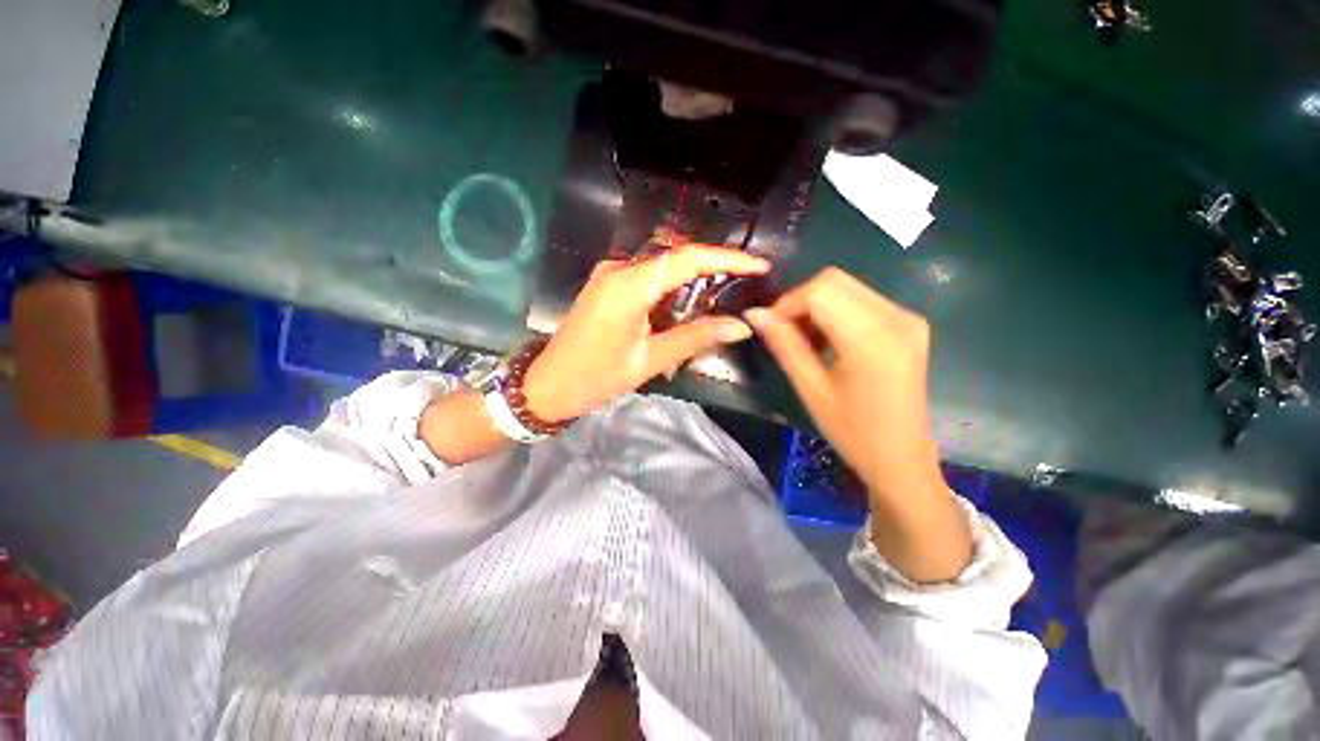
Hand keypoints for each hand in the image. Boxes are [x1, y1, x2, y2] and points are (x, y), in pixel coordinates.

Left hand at [523, 245, 769, 421]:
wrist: (547, 385)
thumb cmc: (596, 377)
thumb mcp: (649, 360)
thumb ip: (696, 338)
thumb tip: (740, 327)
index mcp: (629, 285)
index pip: (688, 258)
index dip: (727, 258)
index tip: (759, 265)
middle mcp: (618, 268)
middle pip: (676, 256)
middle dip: (712, 267)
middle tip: (742, 285)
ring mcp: (609, 273)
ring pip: (662, 265)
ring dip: (691, 279)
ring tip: (717, 300)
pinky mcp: (606, 283)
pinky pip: (647, 276)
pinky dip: (671, 287)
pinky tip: (683, 308)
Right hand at [746, 267, 969, 581]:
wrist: (901, 458)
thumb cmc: (853, 432)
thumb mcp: (811, 389)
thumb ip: (784, 345)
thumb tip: (754, 314)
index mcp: (873, 339)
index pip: (821, 290)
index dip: (787, 303)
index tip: (770, 327)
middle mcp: (897, 318)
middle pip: (834, 280)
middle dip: (801, 301)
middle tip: (786, 333)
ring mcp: (907, 318)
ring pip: (847, 287)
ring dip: (817, 306)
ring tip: (806, 341)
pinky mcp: (909, 324)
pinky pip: (862, 299)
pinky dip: (835, 312)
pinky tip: (828, 340)